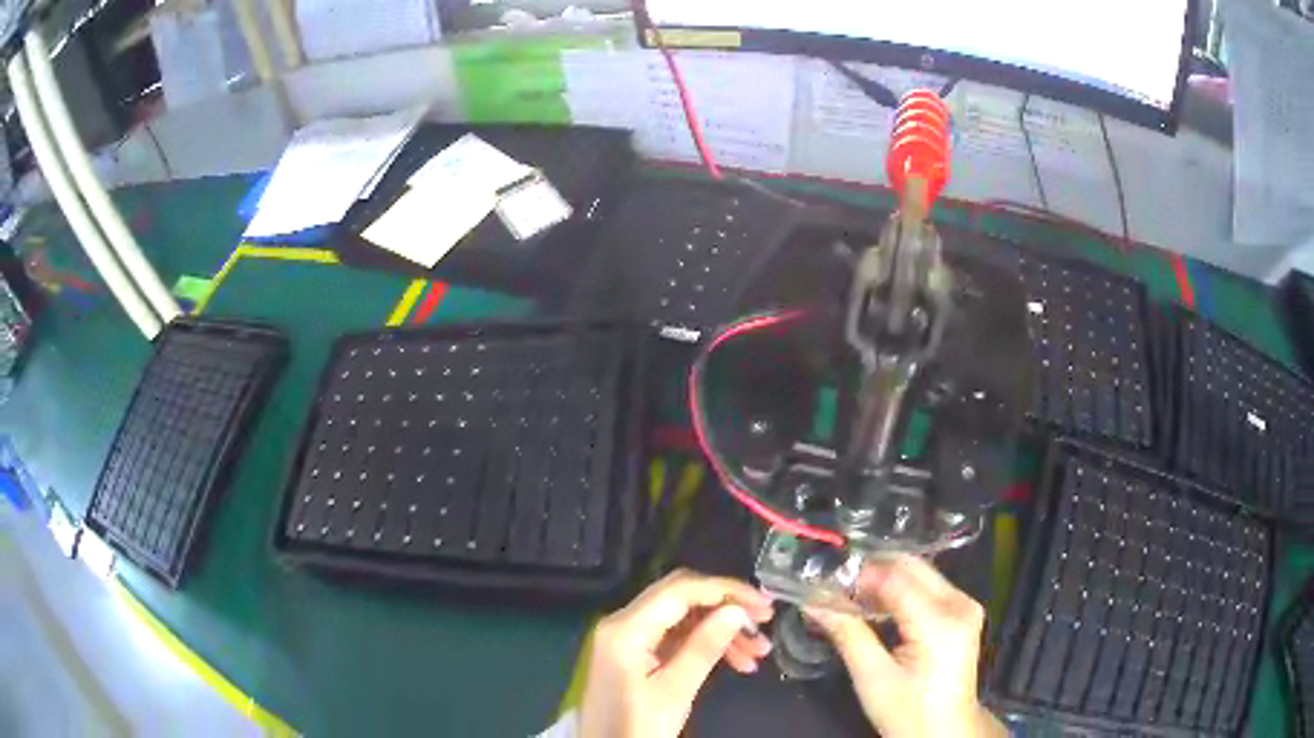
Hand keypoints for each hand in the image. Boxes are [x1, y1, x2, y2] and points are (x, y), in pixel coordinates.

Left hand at [579, 569, 774, 737]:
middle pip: (682, 597)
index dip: (726, 590)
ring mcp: (628, 637)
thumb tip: (737, 611)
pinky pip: (676, 636)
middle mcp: (623, 622)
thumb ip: (704, 647)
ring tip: (759, 652)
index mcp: (626, 628)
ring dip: (721, 629)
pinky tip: (736, 661)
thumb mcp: (675, 690)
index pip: (681, 589)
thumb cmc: (638, 727)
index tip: (764, 606)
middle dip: (727, 607)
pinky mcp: (635, 652)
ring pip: (683, 618)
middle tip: (764, 624)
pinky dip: (705, 644)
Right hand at [806, 555, 1004, 737]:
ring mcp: (965, 605)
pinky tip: (876, 605)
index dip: (860, 574)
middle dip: (871, 571)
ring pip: (920, 573)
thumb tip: (814, 601)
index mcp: (940, 621)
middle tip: (834, 585)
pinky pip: (928, 587)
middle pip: (911, 567)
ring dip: (885, 579)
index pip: (896, 578)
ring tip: (849, 596)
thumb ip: (847, 633)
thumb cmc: (907, 711)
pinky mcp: (963, 611)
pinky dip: (900, 591)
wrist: (945, 731)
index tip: (824, 579)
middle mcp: (960, 603)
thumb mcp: (872, 677)